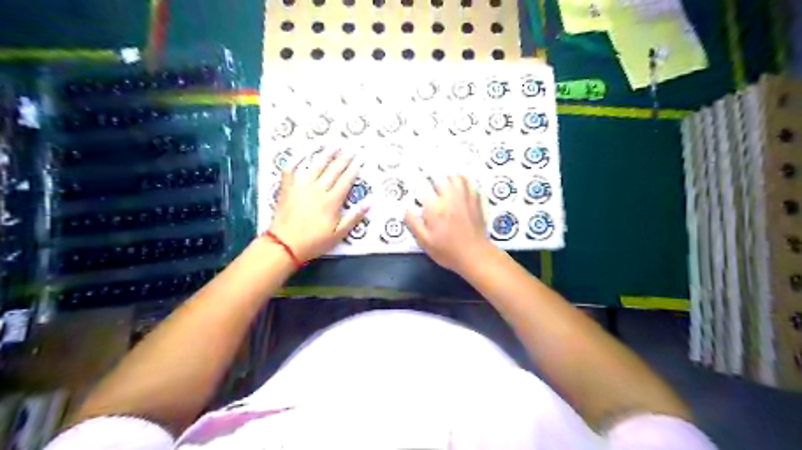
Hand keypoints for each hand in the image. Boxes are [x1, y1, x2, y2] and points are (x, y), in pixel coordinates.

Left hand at [270, 150, 368, 263]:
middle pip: (333, 171)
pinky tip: (301, 153)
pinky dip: (295, 160)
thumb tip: (370, 202)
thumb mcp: (338, 234)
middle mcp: (317, 190)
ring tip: (334, 146)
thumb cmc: (314, 242)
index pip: (345, 181)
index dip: (354, 170)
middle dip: (344, 159)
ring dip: (326, 155)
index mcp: (331, 201)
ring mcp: (300, 187)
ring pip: (315, 167)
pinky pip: (290, 170)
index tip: (360, 160)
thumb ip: (354, 217)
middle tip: (351, 149)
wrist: (284, 245)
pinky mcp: (287, 189)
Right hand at [405, 176, 491, 271]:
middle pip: (440, 178)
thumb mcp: (425, 241)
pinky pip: (469, 183)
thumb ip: (413, 223)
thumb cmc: (447, 250)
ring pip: (455, 177)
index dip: (418, 188)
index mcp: (435, 207)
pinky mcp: (476, 201)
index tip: (417, 194)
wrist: (474, 254)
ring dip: (448, 178)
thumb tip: (405, 209)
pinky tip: (459, 187)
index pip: (422, 188)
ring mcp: (465, 198)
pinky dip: (462, 181)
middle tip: (430, 189)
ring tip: (444, 185)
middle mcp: (449, 198)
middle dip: (433, 181)